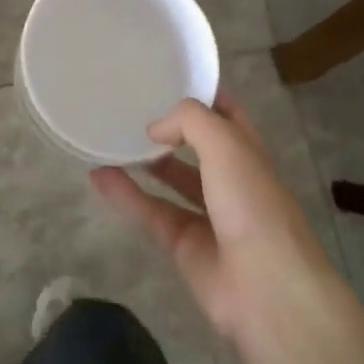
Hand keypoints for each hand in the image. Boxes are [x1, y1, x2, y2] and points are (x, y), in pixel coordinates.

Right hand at [90, 92, 334, 345]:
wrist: (266, 288)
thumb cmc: (253, 204)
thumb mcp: (227, 144)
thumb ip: (189, 121)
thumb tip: (155, 129)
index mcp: (248, 151)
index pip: (225, 112)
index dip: (202, 93)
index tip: (167, 75)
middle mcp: (230, 179)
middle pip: (196, 146)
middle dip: (169, 128)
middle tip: (130, 106)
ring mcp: (207, 214)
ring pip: (170, 179)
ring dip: (143, 160)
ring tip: (109, 138)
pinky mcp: (183, 244)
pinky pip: (149, 211)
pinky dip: (125, 194)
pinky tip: (97, 175)